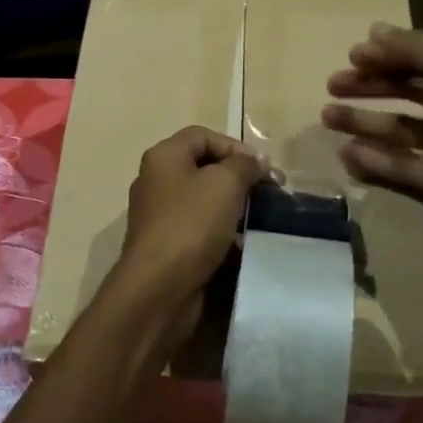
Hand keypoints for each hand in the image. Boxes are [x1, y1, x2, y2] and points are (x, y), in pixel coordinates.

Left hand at [111, 126, 268, 332]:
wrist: (159, 287)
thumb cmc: (191, 225)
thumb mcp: (225, 184)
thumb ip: (244, 165)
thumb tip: (256, 160)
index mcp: (163, 157)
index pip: (201, 135)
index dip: (234, 146)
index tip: (263, 168)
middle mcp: (155, 180)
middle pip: (201, 167)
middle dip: (236, 177)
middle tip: (266, 193)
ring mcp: (158, 214)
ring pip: (201, 200)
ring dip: (230, 206)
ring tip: (258, 218)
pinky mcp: (165, 244)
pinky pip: (197, 228)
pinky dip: (219, 232)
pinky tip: (240, 243)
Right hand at [322, 24, 422, 246]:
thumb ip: (413, 48)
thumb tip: (374, 30)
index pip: (419, 58)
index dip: (386, 54)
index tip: (352, 56)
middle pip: (403, 90)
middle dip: (367, 85)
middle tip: (332, 85)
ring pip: (394, 127)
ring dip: (361, 120)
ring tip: (326, 116)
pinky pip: (395, 165)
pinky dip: (371, 158)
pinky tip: (345, 152)